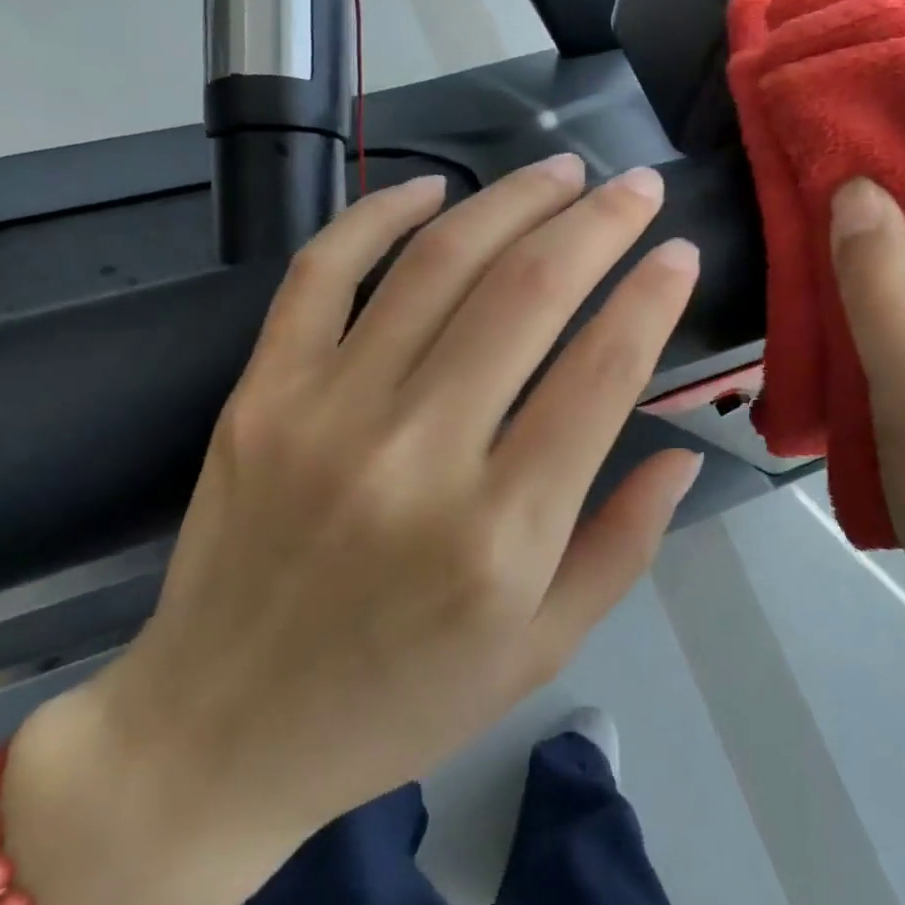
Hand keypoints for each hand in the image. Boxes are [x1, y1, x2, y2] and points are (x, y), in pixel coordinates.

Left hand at [84, 157, 702, 854]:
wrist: (219, 733)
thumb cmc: (397, 703)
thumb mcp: (537, 653)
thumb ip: (622, 546)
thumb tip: (685, 449)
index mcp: (503, 534)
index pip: (602, 372)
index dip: (651, 296)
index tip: (679, 251)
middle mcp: (419, 455)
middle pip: (527, 294)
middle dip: (598, 223)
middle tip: (635, 186)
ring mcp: (327, 413)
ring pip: (437, 265)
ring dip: (510, 201)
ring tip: (559, 172)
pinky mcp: (260, 394)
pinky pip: (322, 272)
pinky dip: (379, 214)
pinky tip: (432, 188)